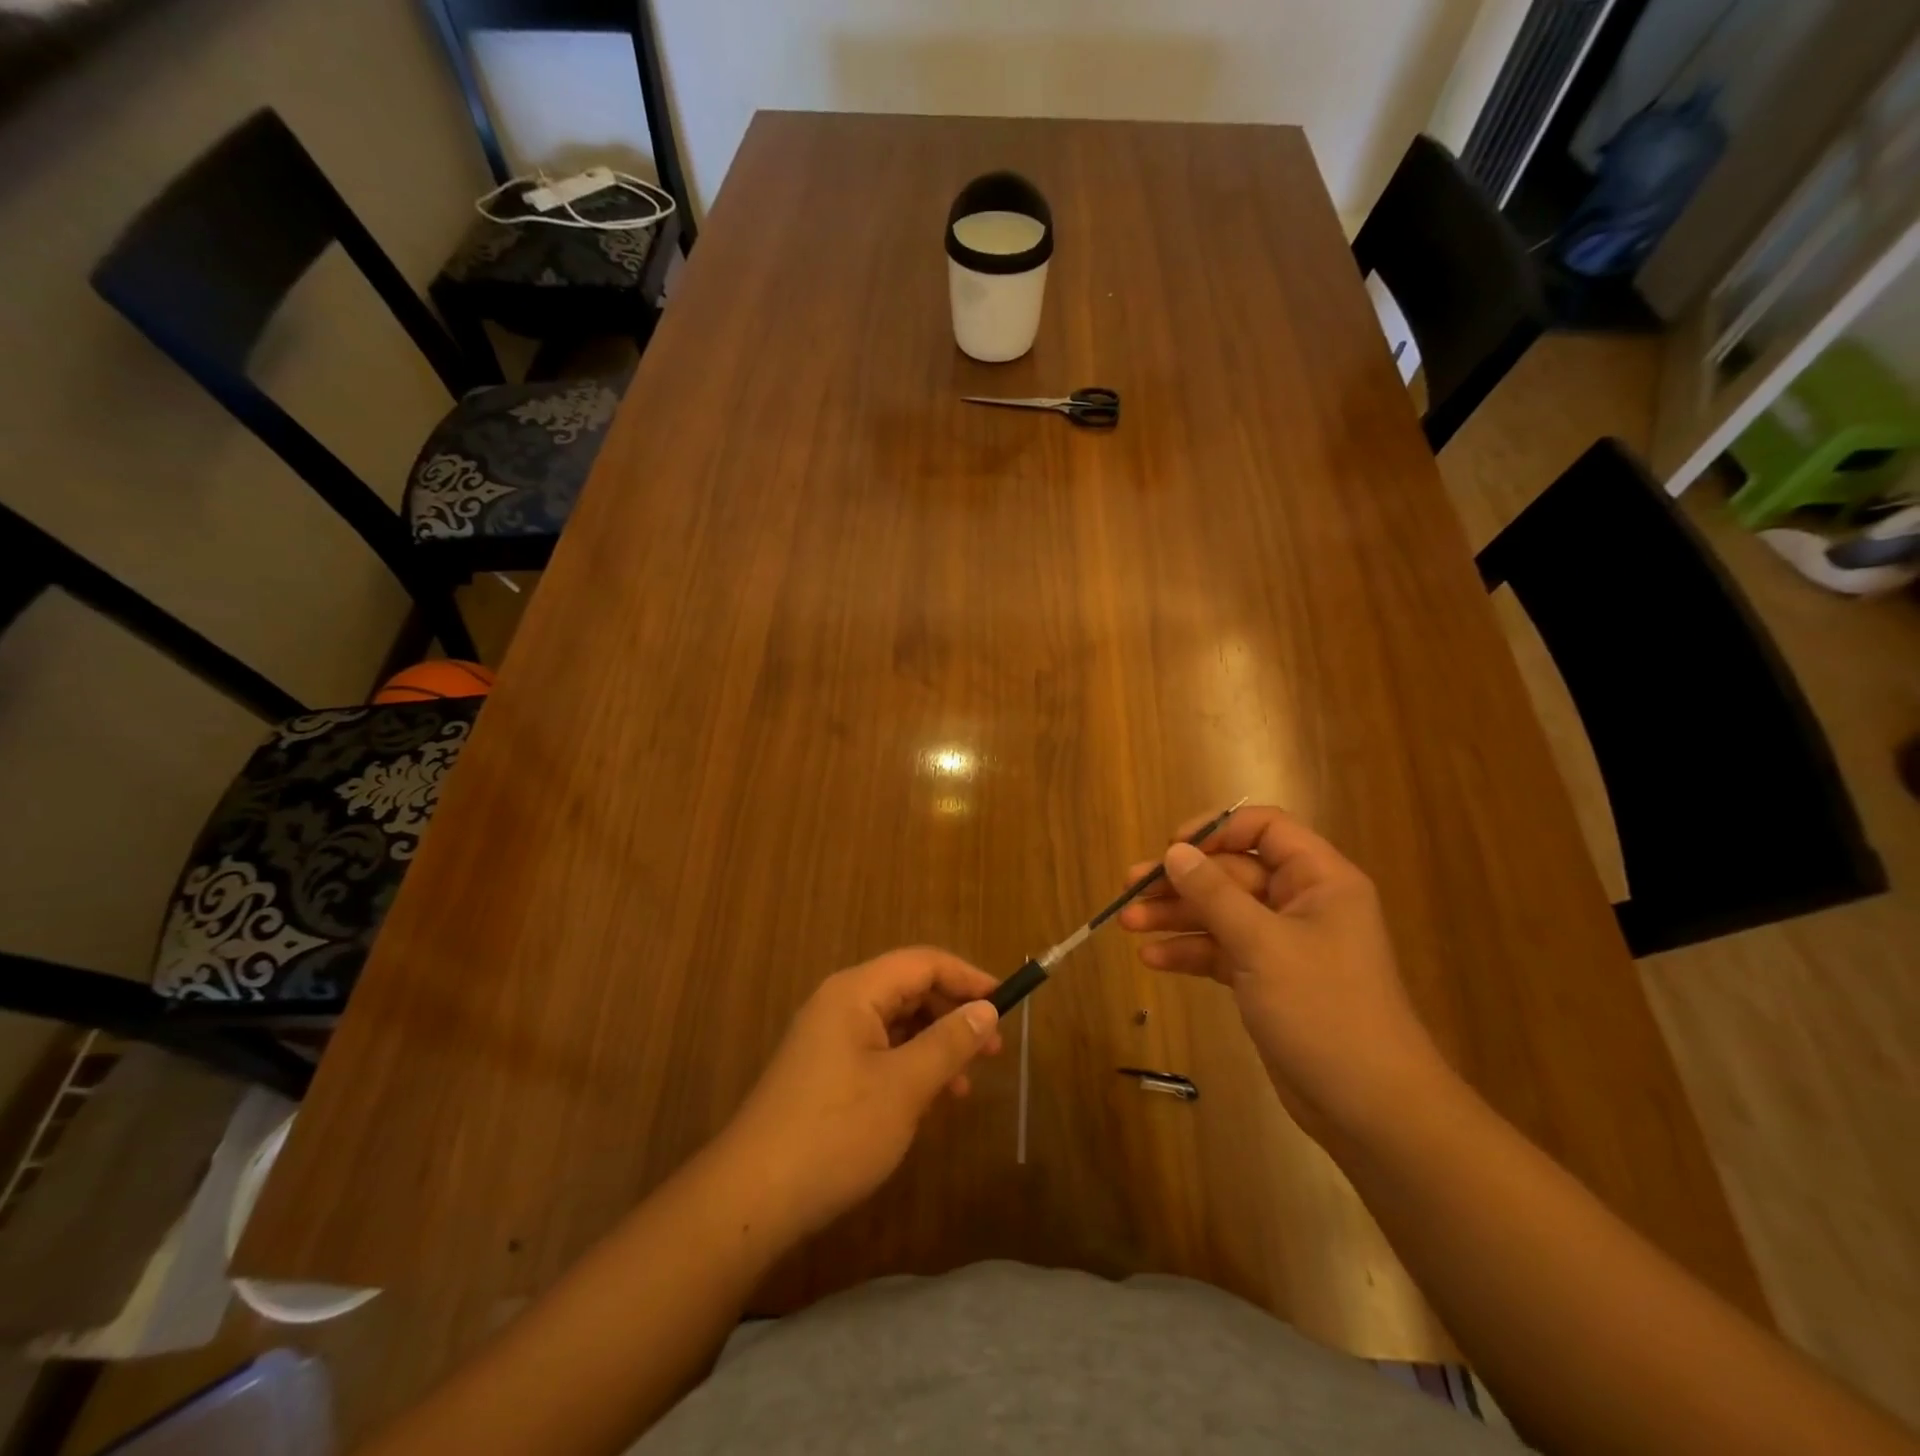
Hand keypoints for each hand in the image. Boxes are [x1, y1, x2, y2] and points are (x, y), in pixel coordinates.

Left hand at [720, 948, 1002, 1241]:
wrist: (752, 1198)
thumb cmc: (835, 1132)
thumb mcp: (904, 1087)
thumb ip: (949, 1042)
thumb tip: (987, 1008)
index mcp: (855, 992)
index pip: (923, 963)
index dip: (968, 977)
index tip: (1007, 1003)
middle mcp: (839, 1003)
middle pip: (909, 989)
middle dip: (954, 1014)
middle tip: (992, 1049)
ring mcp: (828, 1038)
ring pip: (896, 1024)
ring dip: (934, 1045)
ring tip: (964, 1085)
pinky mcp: (823, 1071)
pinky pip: (878, 1051)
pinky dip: (909, 1066)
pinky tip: (927, 1101)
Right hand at [1117, 806, 1449, 1140]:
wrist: (1369, 1108)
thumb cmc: (1323, 1009)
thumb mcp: (1262, 944)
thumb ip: (1214, 894)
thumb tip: (1175, 852)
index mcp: (1318, 880)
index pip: (1266, 828)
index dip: (1218, 829)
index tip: (1173, 847)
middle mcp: (1301, 903)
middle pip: (1232, 873)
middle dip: (1181, 882)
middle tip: (1130, 887)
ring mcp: (1282, 943)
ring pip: (1220, 913)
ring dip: (1175, 917)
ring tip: (1127, 922)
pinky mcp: (1266, 979)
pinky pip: (1221, 951)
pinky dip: (1189, 952)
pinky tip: (1152, 958)